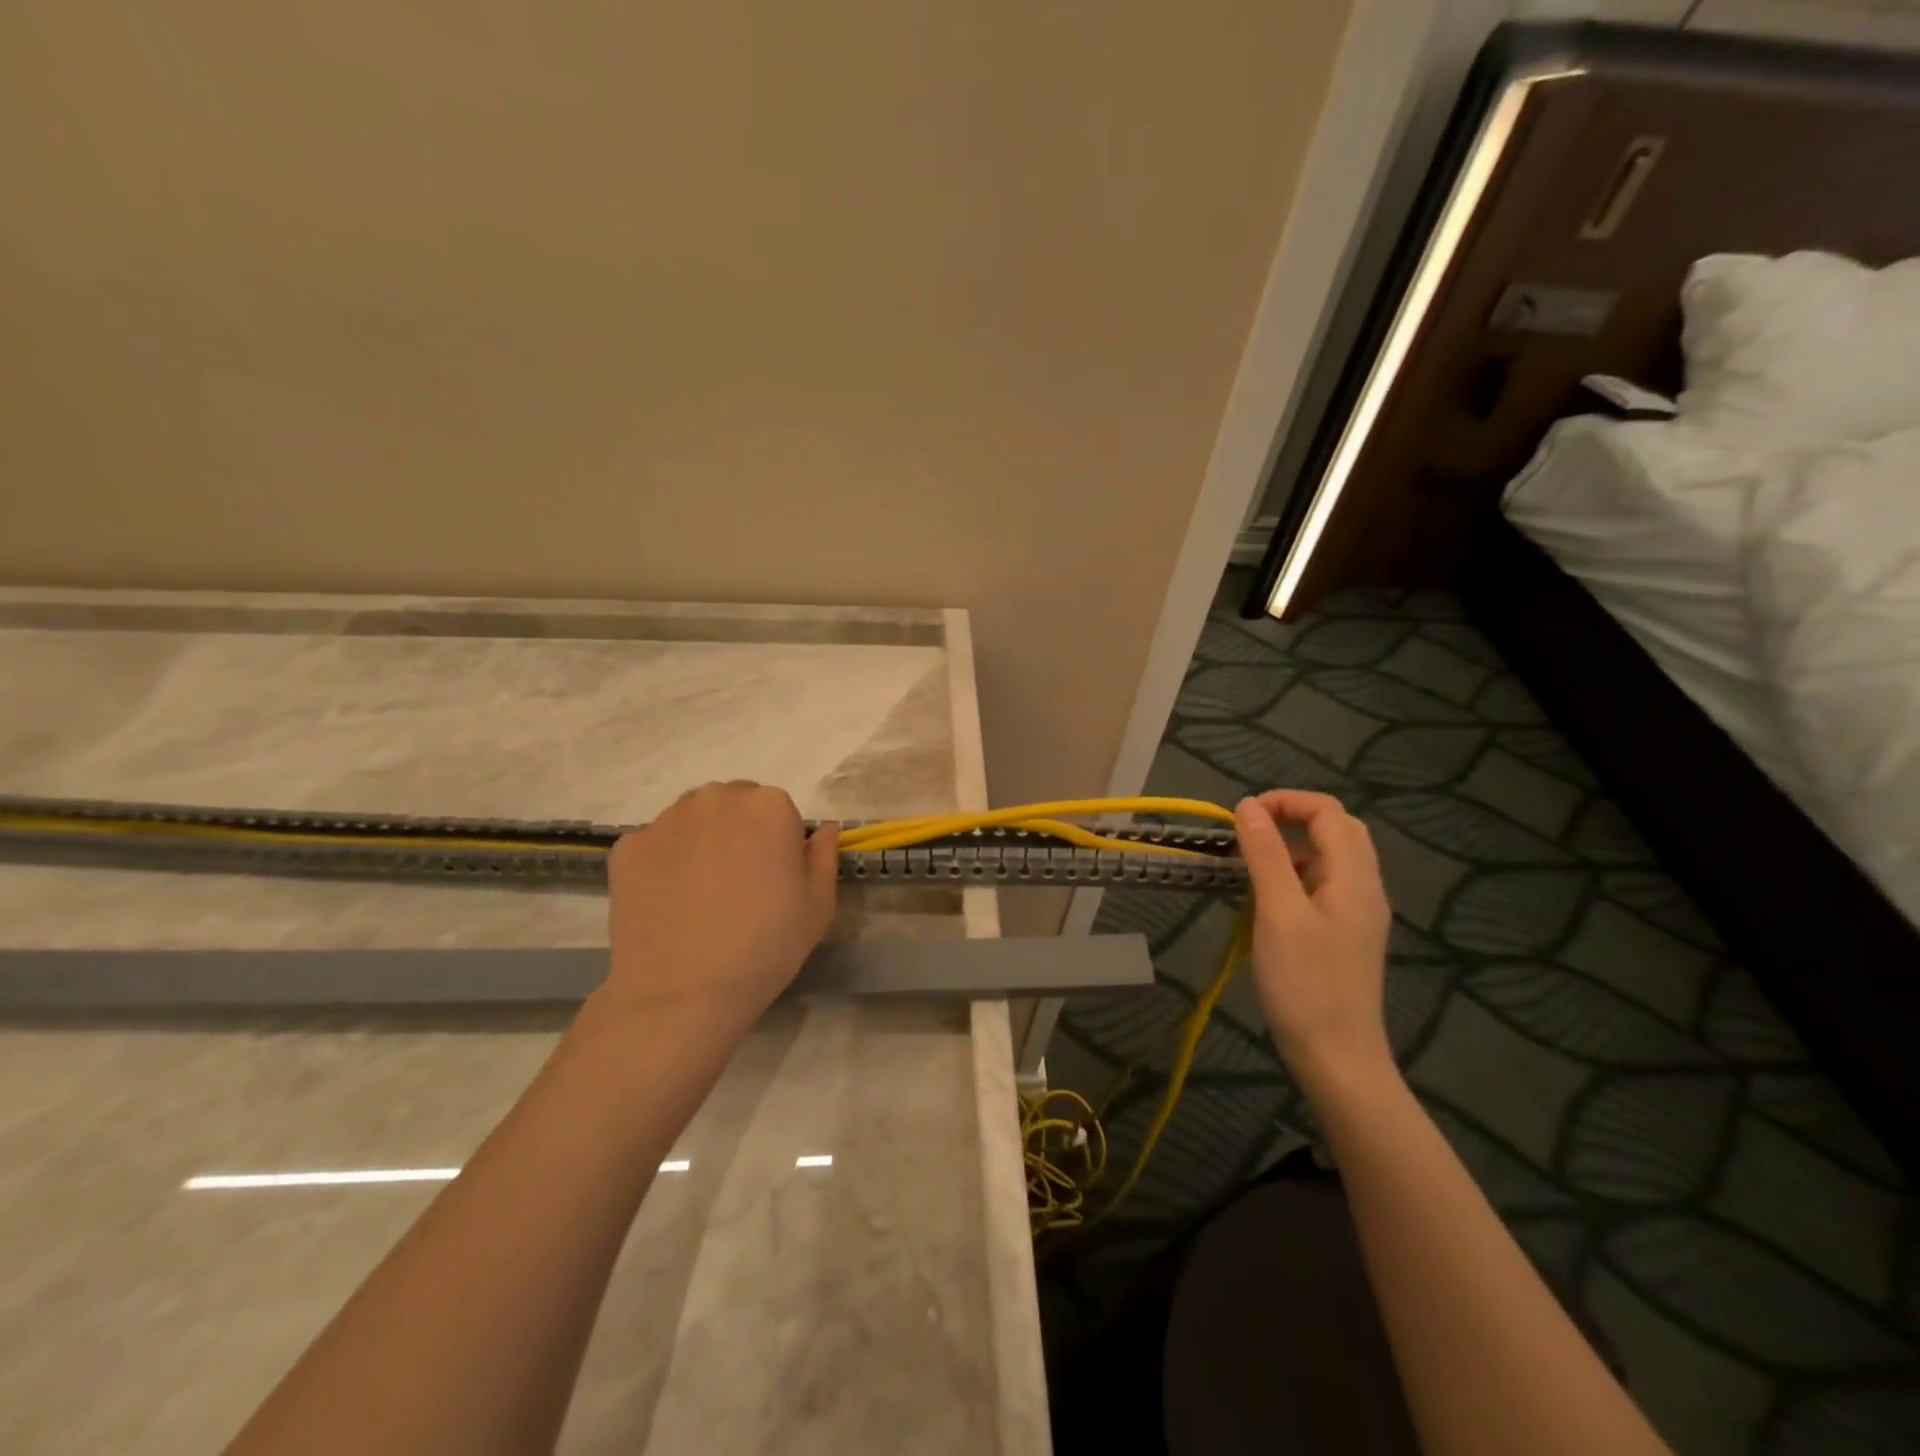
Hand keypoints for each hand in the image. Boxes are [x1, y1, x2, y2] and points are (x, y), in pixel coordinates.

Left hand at [590, 782, 838, 1039]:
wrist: (681, 995)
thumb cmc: (764, 948)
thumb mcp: (818, 907)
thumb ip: (824, 857)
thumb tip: (822, 831)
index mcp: (769, 806)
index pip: (779, 810)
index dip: (779, 845)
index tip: (773, 880)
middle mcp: (717, 799)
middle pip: (734, 805)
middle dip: (739, 832)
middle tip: (738, 884)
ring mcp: (667, 820)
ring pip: (693, 820)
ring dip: (701, 841)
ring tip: (700, 894)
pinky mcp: (628, 846)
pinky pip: (656, 844)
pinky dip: (664, 863)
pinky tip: (668, 903)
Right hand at [1234, 790, 1393, 1093]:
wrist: (1337, 1058)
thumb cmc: (1305, 983)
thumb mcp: (1278, 912)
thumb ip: (1265, 855)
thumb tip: (1249, 806)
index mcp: (1354, 877)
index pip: (1328, 812)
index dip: (1286, 801)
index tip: (1242, 816)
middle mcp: (1364, 887)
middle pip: (1336, 830)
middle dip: (1291, 819)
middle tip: (1248, 834)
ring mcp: (1357, 913)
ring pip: (1329, 858)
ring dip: (1290, 848)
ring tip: (1250, 866)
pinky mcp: (1345, 934)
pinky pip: (1323, 885)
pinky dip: (1293, 876)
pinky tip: (1267, 901)